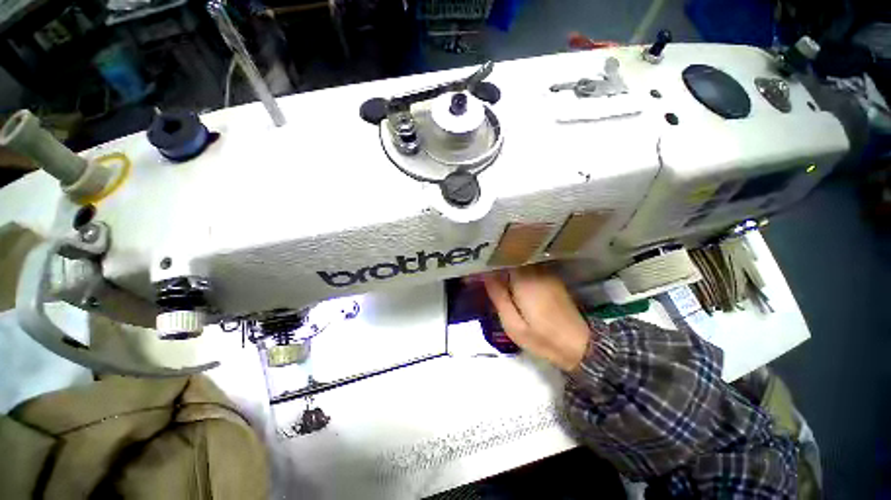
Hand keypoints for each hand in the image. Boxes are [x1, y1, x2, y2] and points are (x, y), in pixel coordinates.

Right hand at [482, 266, 590, 371]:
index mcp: (523, 280)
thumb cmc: (542, 338)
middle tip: (482, 270)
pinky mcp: (552, 278)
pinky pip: (529, 267)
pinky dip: (518, 270)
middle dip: (496, 261)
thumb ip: (498, 297)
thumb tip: (485, 275)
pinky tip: (511, 279)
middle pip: (511, 258)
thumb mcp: (513, 324)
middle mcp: (535, 271)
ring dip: (507, 265)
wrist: (579, 345)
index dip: (488, 262)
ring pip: (520, 262)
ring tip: (494, 273)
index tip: (476, 266)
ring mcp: (545, 273)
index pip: (501, 260)